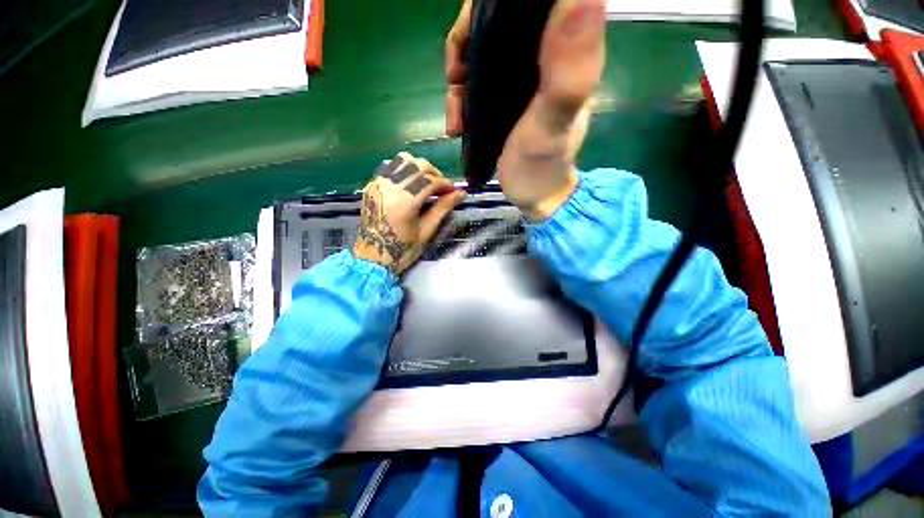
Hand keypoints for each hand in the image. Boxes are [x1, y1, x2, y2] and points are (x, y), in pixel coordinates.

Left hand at [353, 152, 465, 274]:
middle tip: (442, 188)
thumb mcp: (426, 231)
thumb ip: (443, 208)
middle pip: (417, 165)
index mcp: (404, 202)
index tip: (453, 191)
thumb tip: (460, 194)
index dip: (445, 184)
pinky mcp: (371, 186)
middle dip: (434, 173)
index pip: (430, 181)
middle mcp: (389, 188)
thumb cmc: (402, 249)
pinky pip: (389, 166)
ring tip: (426, 182)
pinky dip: (403, 169)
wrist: (373, 257)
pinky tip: (410, 182)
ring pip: (402, 160)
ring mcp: (377, 185)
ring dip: (419, 168)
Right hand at [445, 0, 605, 220]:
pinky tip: (456, 123)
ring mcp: (519, 78)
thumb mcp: (553, 121)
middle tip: (455, 75)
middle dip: (468, 41)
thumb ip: (569, 69)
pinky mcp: (503, 99)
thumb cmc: (543, 164)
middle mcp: (541, 55)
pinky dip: (459, 98)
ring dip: (459, 74)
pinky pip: (474, 82)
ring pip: (481, 51)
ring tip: (455, 112)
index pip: (531, 3)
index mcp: (562, 51)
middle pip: (498, 22)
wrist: (533, 195)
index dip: (497, 8)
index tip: (475, 33)